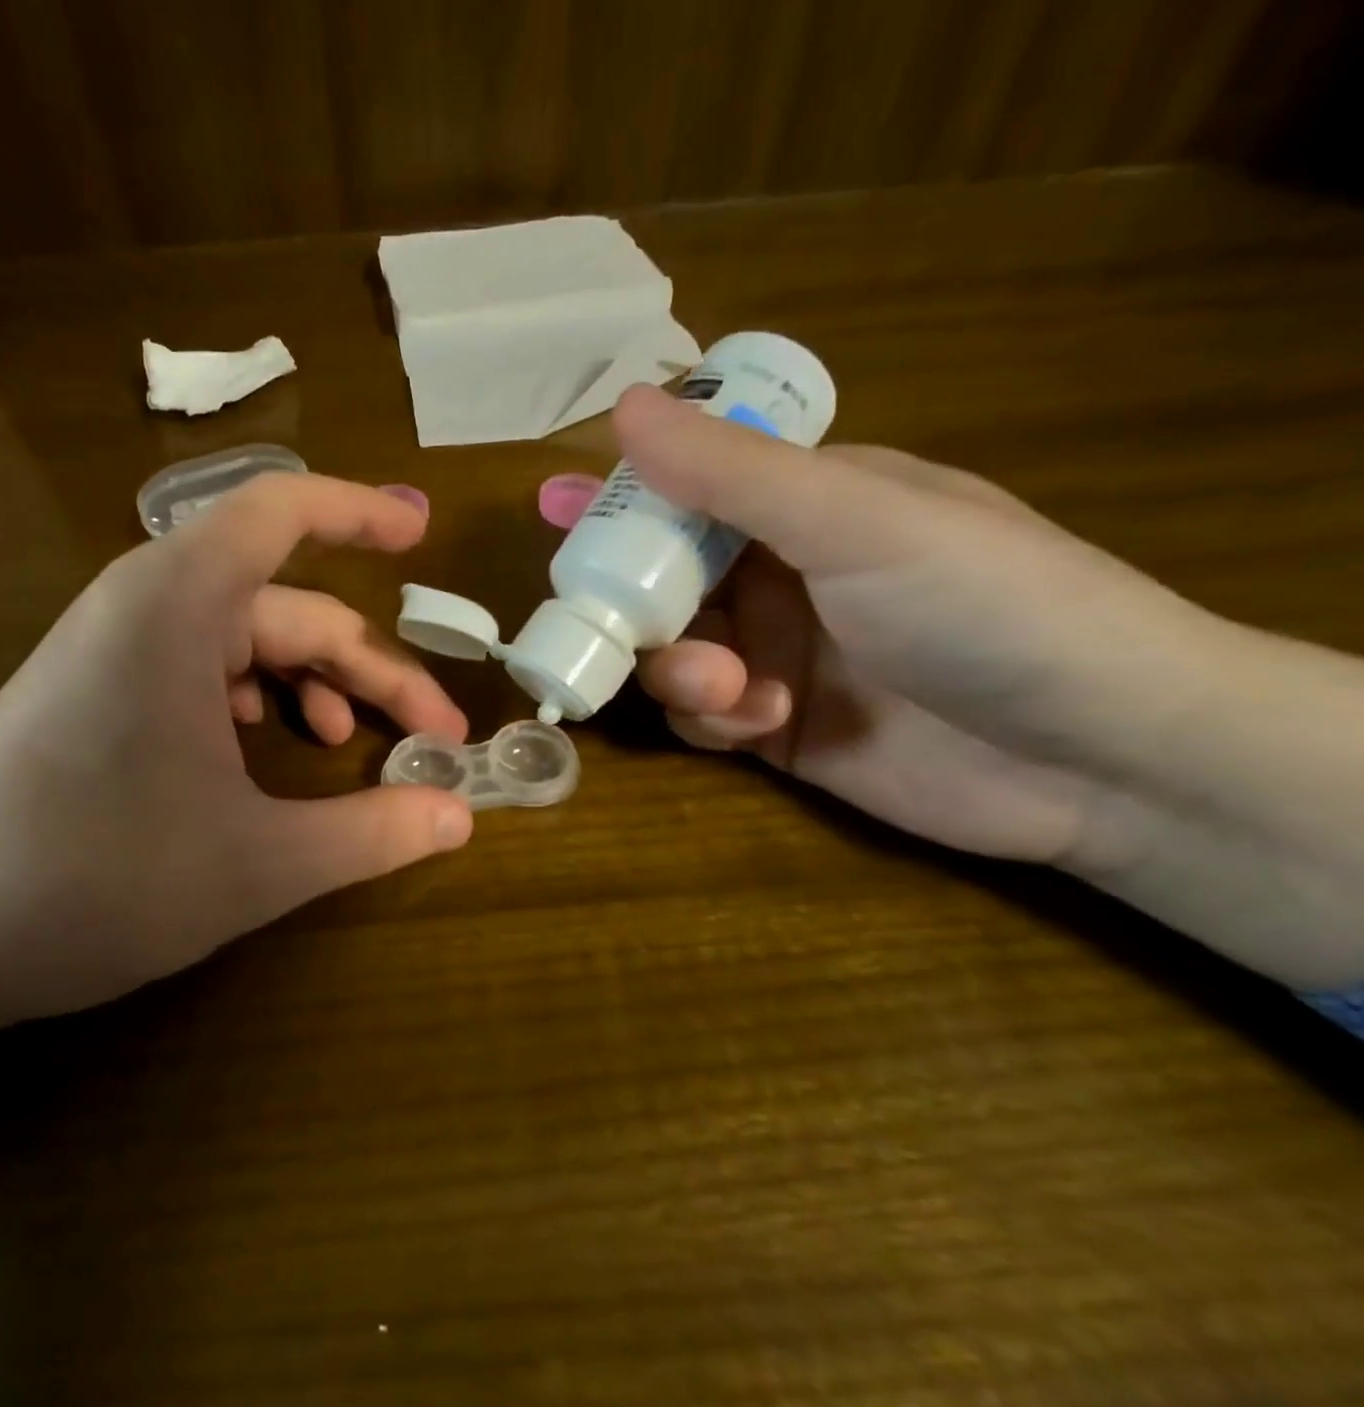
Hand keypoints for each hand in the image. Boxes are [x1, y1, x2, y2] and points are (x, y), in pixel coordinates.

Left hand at [0, 472, 472, 1036]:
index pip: (282, 512)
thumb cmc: (91, 880)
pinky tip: (266, 757)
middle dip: (367, 669)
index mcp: (178, 607)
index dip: (360, 514)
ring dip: (311, 689)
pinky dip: (253, 704)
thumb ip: (371, 833)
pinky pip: (197, 674)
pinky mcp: (93, 696)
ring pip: (243, 645)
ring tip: (346, 748)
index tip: (422, 535)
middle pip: (286, 608)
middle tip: (433, 737)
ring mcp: (112, 652)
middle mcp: (143, 608)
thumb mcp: (258, 864)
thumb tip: (460, 816)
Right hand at [615, 384, 1221, 866]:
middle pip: (663, 577)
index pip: (689, 487)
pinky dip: (710, 717)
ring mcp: (776, 654)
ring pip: (672, 651)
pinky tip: (755, 722)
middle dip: (637, 601)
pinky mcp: (773, 726)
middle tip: (606, 623)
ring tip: (725, 689)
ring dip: (679, 669)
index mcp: (805, 505)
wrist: (1094, 758)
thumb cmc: (986, 606)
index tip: (556, 508)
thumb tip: (625, 404)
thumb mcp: (856, 522)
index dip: (622, 497)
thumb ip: (732, 474)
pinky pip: (701, 714)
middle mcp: (781, 575)